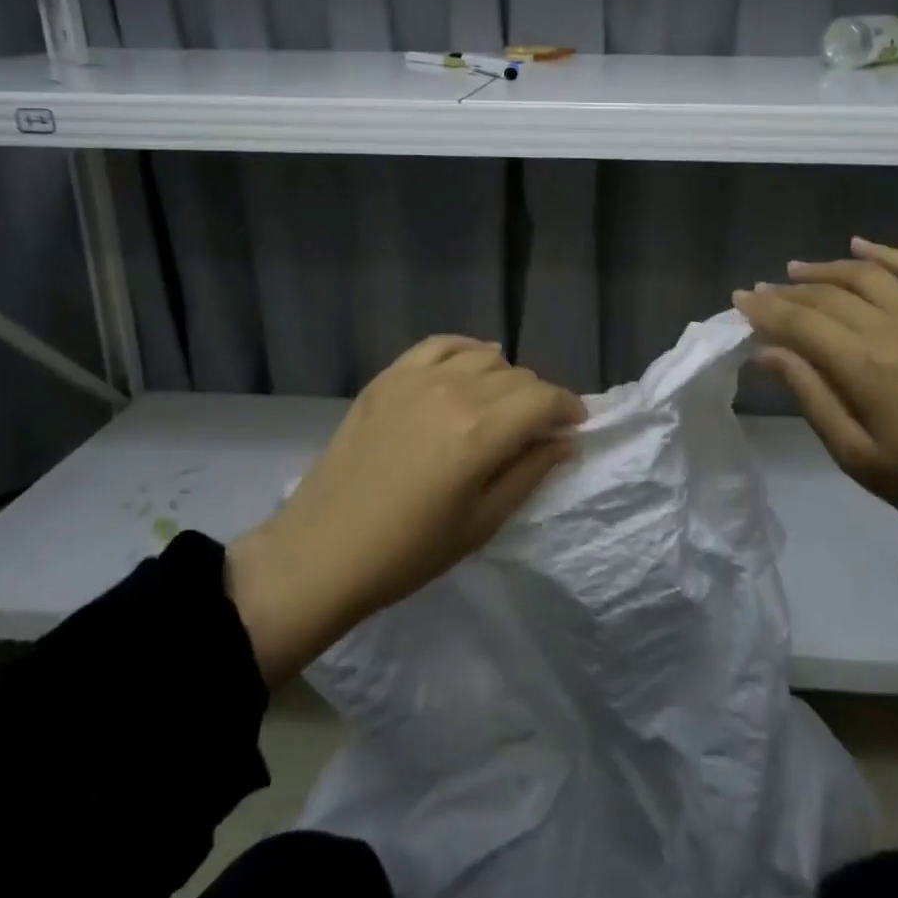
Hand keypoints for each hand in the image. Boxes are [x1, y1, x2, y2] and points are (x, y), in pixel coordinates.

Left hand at [226, 336, 585, 682]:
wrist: (323, 552)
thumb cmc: (409, 551)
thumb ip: (529, 472)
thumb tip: (565, 441)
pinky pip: (440, 345)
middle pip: (518, 377)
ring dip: (505, 377)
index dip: (569, 408)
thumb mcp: (482, 522)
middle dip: (538, 400)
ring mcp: (416, 379)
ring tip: (501, 405)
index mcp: (481, 432)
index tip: (574, 427)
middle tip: (536, 430)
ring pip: (484, 356)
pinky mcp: (387, 378)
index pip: (544, 399)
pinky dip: (465, 349)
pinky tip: (472, 363)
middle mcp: (454, 392)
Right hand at [732, 237, 897, 538]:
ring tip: (796, 269)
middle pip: (828, 295)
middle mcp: (895, 329)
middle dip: (788, 291)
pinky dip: (886, 253)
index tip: (740, 300)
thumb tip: (766, 351)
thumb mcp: (854, 454)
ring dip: (826, 268)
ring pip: (867, 275)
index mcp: (865, 367)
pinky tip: (859, 245)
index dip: (765, 309)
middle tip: (761, 292)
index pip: (801, 323)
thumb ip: (810, 395)